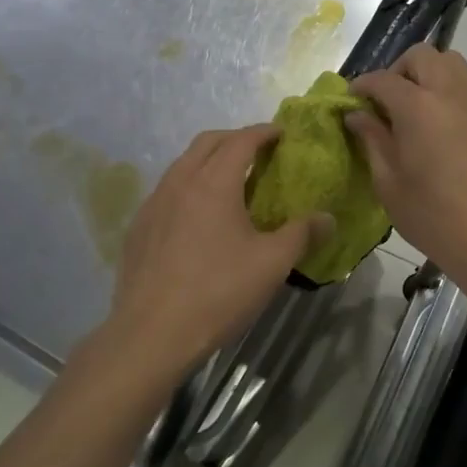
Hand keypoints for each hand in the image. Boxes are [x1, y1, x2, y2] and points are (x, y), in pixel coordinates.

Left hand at [94, 124, 326, 384]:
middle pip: (206, 143)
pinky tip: (197, 216)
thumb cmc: (218, 293)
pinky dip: (187, 186)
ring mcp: (153, 204)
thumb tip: (328, 218)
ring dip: (207, 160)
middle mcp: (179, 182)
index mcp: (213, 183)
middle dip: (234, 138)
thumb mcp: (271, 264)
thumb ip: (302, 235)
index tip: (281, 133)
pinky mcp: (138, 228)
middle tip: (258, 151)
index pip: (240, 141)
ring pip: (182, 165)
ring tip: (229, 180)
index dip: (263, 132)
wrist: (151, 334)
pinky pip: (166, 191)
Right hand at [347, 46, 466, 281]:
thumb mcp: (388, 181)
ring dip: (429, 73)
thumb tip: (357, 115)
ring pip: (452, 62)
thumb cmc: (430, 215)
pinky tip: (446, 119)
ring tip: (417, 105)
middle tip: (386, 100)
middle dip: (398, 70)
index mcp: (417, 107)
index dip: (362, 85)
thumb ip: (372, 140)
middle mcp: (449, 93)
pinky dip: (454, 89)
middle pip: (421, 56)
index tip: (352, 99)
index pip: (383, 80)